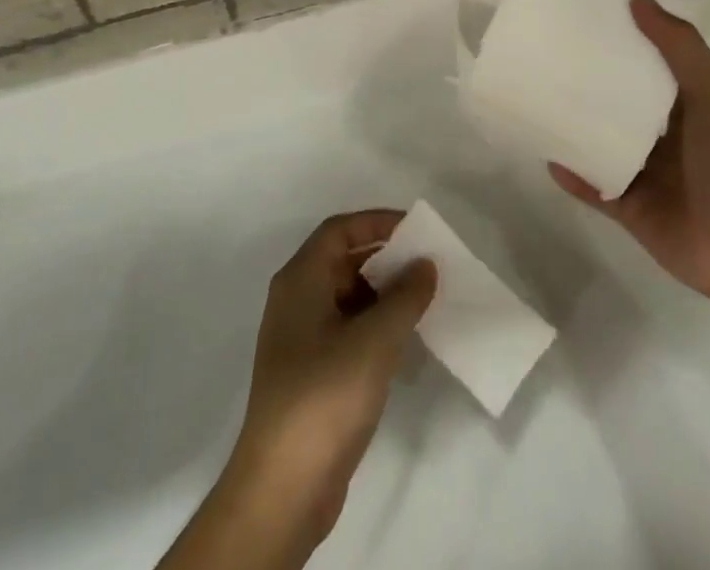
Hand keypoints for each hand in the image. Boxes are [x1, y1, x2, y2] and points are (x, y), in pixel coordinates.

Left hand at [224, 212, 436, 545]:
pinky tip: (403, 343)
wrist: (283, 486)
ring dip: (382, 295)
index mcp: (300, 279)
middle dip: (384, 259)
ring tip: (422, 302)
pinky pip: (345, 330)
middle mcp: (295, 300)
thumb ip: (405, 296)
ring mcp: (300, 338)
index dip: (376, 222)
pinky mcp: (310, 373)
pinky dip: (374, 326)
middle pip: (342, 261)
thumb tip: (425, 264)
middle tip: (426, 266)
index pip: (339, 230)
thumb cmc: (325, 395)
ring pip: (346, 297)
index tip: (415, 229)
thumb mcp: (375, 339)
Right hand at [551, 0, 709, 312]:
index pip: (648, 63)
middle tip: (548, 54)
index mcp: (685, 105)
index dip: (623, 38)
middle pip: (618, 102)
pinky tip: (545, 153)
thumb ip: (678, 46)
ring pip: (601, 142)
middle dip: (588, 81)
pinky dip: (572, 173)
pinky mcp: (629, 208)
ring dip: (574, 126)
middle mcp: (663, 136)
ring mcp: (645, 174)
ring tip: (536, 99)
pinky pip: (593, 186)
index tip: (586, 15)